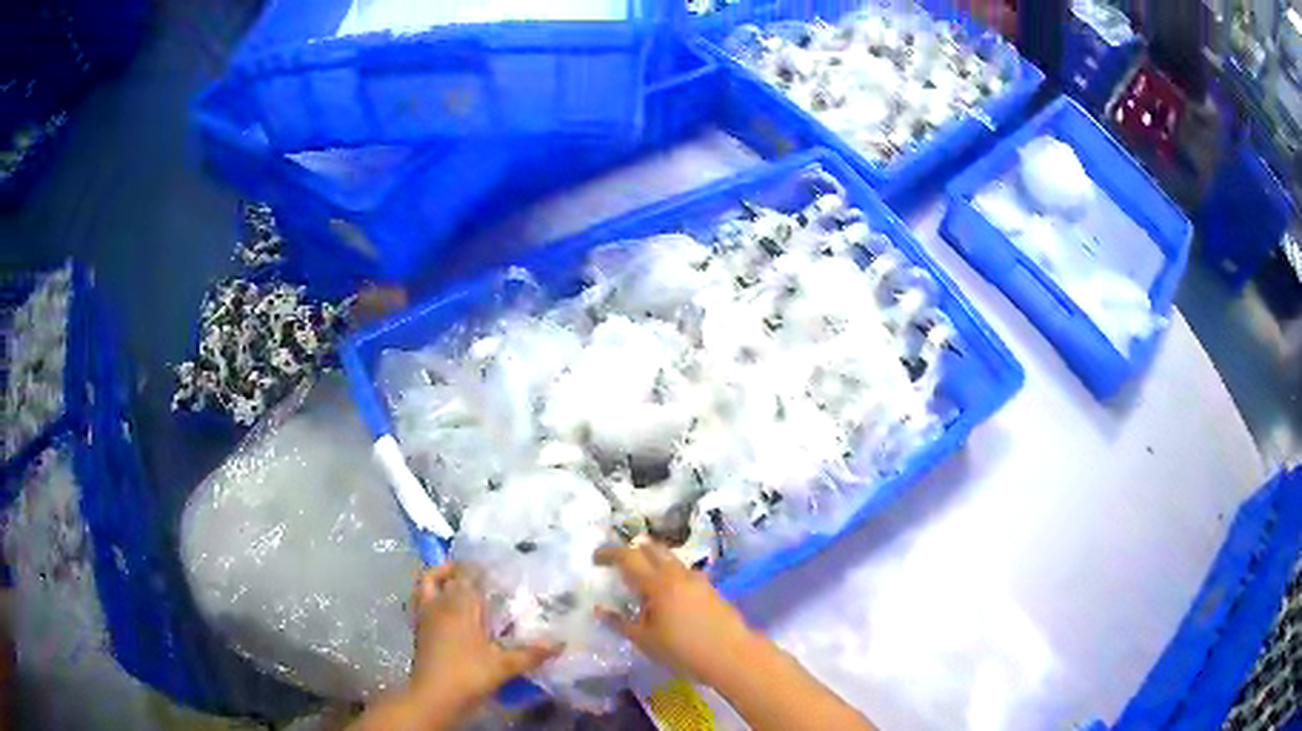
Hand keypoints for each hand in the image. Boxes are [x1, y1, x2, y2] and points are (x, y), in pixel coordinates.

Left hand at [409, 564, 560, 714]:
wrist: (434, 696)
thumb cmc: (469, 674)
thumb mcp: (505, 666)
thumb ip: (531, 653)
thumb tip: (561, 643)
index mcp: (460, 605)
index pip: (465, 574)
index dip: (477, 568)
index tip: (494, 569)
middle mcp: (439, 604)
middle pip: (436, 575)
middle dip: (452, 569)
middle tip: (473, 575)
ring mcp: (424, 617)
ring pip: (423, 586)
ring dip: (436, 580)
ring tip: (454, 586)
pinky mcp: (418, 632)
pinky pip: (421, 604)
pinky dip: (431, 600)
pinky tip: (447, 613)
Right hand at [594, 542, 756, 682]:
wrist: (731, 654)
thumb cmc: (683, 650)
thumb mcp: (645, 641)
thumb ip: (620, 623)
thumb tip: (600, 610)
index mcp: (657, 584)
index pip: (629, 557)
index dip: (610, 553)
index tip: (595, 558)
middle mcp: (677, 574)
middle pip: (652, 549)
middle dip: (633, 551)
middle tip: (619, 564)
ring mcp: (697, 579)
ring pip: (670, 559)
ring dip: (653, 561)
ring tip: (643, 581)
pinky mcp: (710, 588)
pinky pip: (684, 572)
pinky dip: (669, 574)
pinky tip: (667, 595)